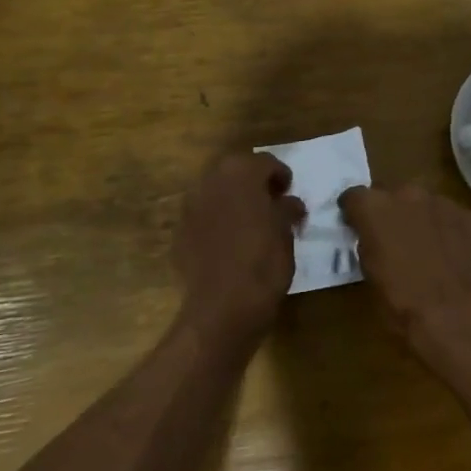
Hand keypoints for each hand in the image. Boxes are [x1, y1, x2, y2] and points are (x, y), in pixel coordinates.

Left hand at [175, 153, 304, 346]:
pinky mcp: (180, 232)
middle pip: (235, 170)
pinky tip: (230, 240)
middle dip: (252, 181)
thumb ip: (287, 210)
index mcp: (241, 174)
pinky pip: (203, 215)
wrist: (222, 308)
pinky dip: (217, 219)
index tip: (290, 192)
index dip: (281, 175)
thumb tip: (289, 203)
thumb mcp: (286, 234)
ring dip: (232, 199)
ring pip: (215, 191)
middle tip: (271, 201)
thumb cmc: (263, 264)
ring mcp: (190, 207)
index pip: (265, 162)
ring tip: (251, 220)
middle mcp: (211, 182)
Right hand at [338, 184, 470, 361]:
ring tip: (426, 250)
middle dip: (391, 213)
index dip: (354, 212)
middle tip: (393, 239)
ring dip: (421, 220)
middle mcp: (408, 194)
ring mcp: (444, 203)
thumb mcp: (370, 276)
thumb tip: (372, 239)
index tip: (355, 226)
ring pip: (426, 205)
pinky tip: (453, 257)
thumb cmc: (403, 304)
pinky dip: (449, 232)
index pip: (354, 196)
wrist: (458, 319)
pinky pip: (453, 219)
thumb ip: (368, 245)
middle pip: (393, 195)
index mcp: (375, 208)